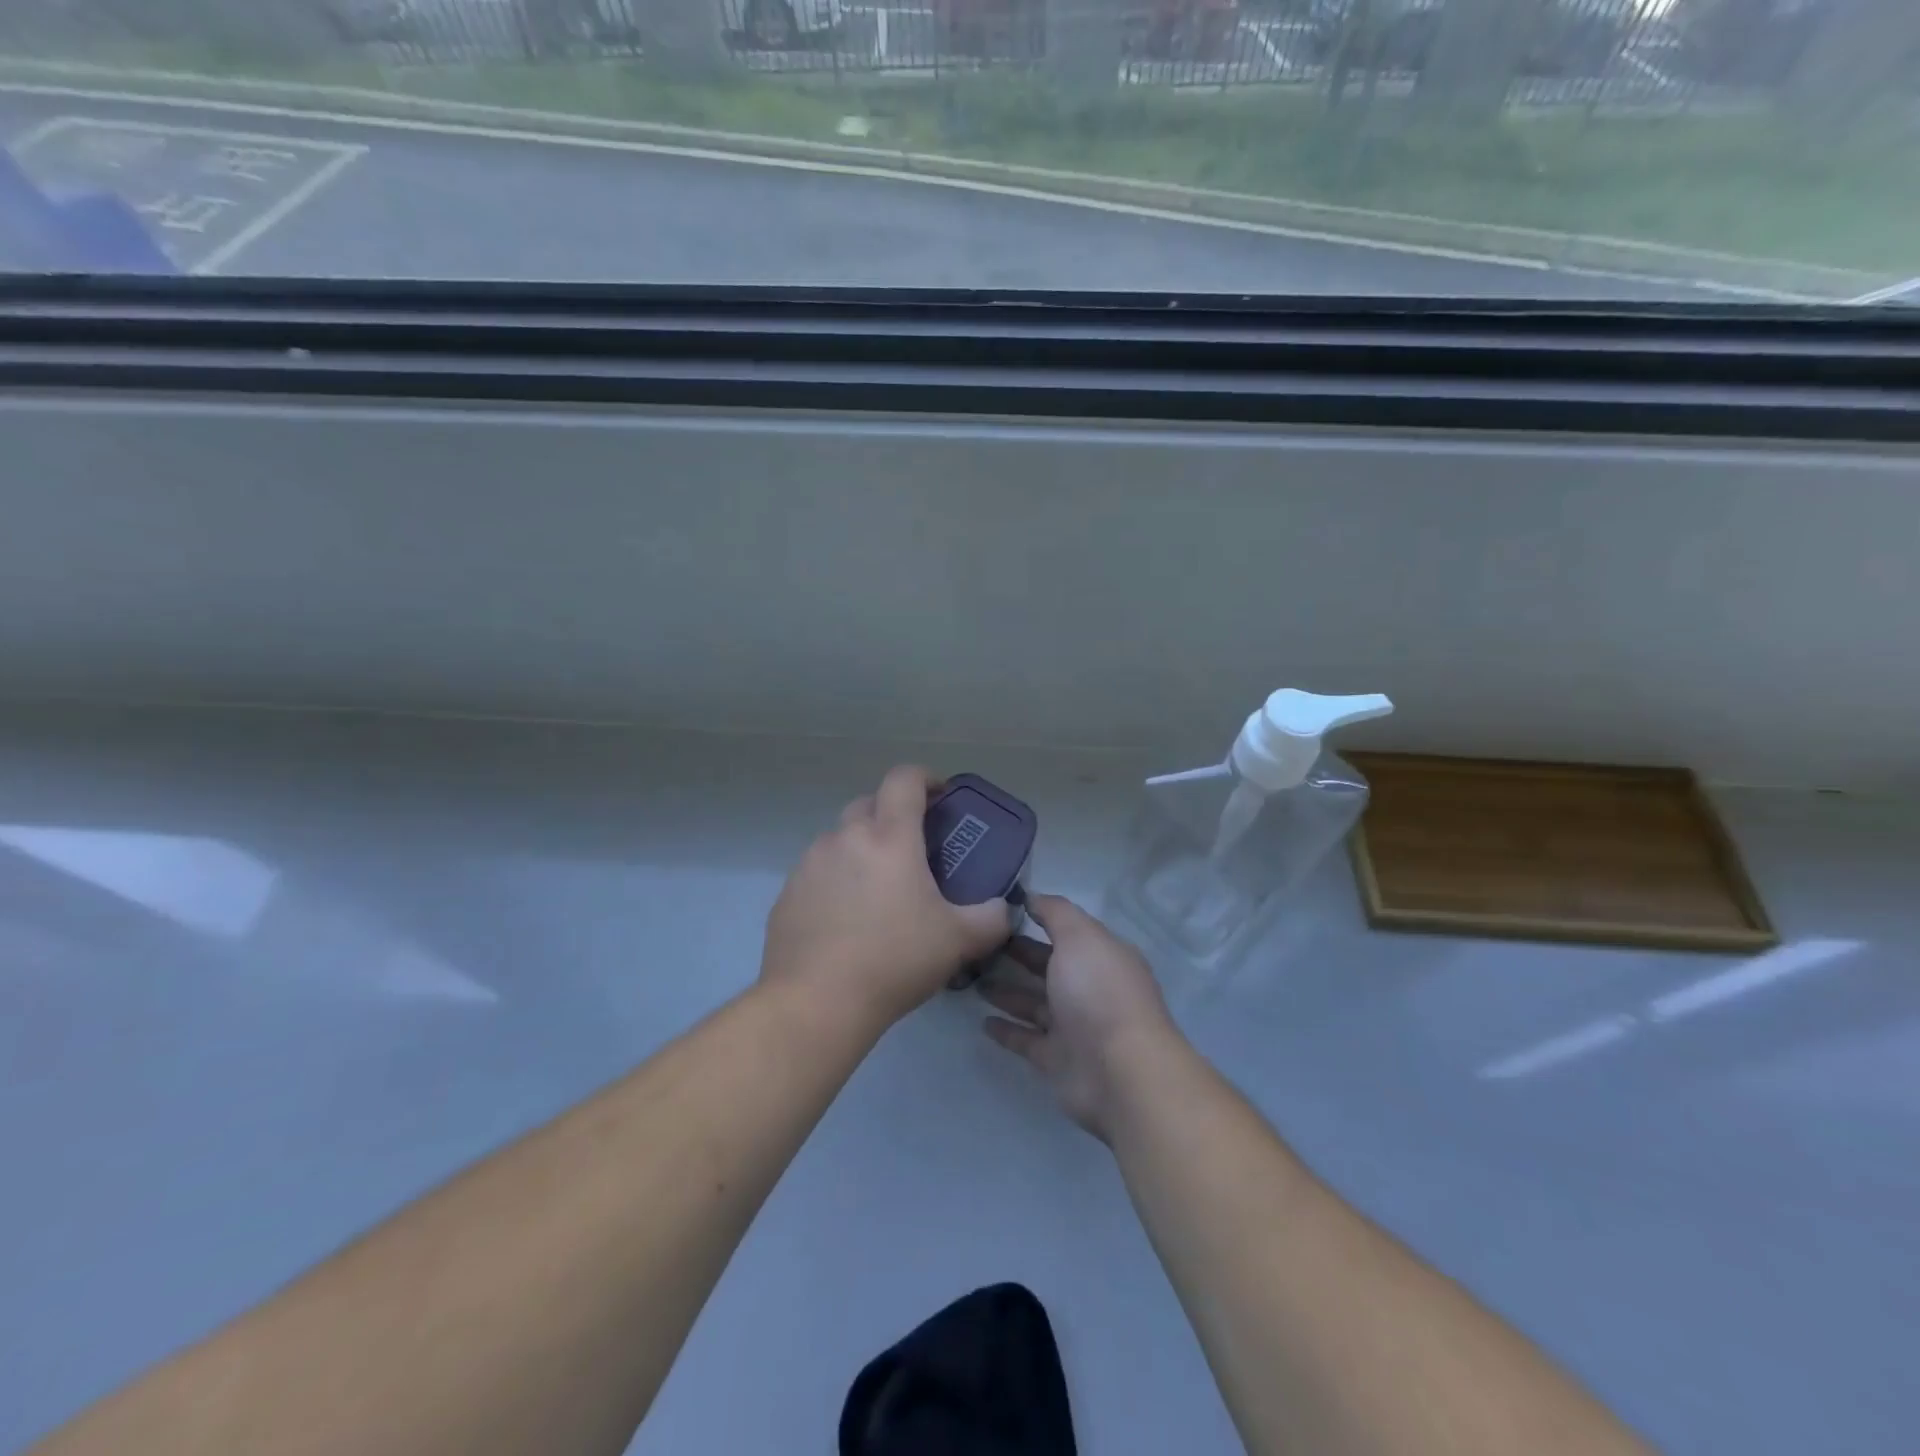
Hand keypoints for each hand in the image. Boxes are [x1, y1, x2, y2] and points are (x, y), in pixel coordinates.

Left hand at [762, 766, 1012, 1030]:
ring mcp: (810, 864)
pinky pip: (818, 873)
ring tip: (878, 890)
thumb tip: (1001, 909)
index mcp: (889, 837)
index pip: (904, 778)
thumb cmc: (894, 959)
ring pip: (840, 839)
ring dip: (861, 850)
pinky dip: (835, 881)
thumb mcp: (958, 941)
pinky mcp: (787, 894)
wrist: (816, 1002)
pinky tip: (846, 920)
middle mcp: (845, 838)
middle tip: (913, 849)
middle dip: (892, 815)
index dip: (925, 777)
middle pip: (868, 803)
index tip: (940, 796)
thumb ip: (991, 919)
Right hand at [978, 895, 1178, 1140]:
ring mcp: (1074, 1026)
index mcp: (1101, 955)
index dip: (1038, 919)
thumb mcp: (1079, 936)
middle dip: (1017, 954)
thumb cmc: (1099, 992)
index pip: (1067, 931)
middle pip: (1048, 966)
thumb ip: (1055, 912)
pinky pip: (1027, 1039)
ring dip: (1007, 991)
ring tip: (972, 979)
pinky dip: (1007, 1030)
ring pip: (1034, 1003)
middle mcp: (1090, 988)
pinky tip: (982, 1021)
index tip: (1000, 911)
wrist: (1120, 1072)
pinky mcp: (1058, 1059)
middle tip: (978, 945)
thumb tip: (1032, 896)